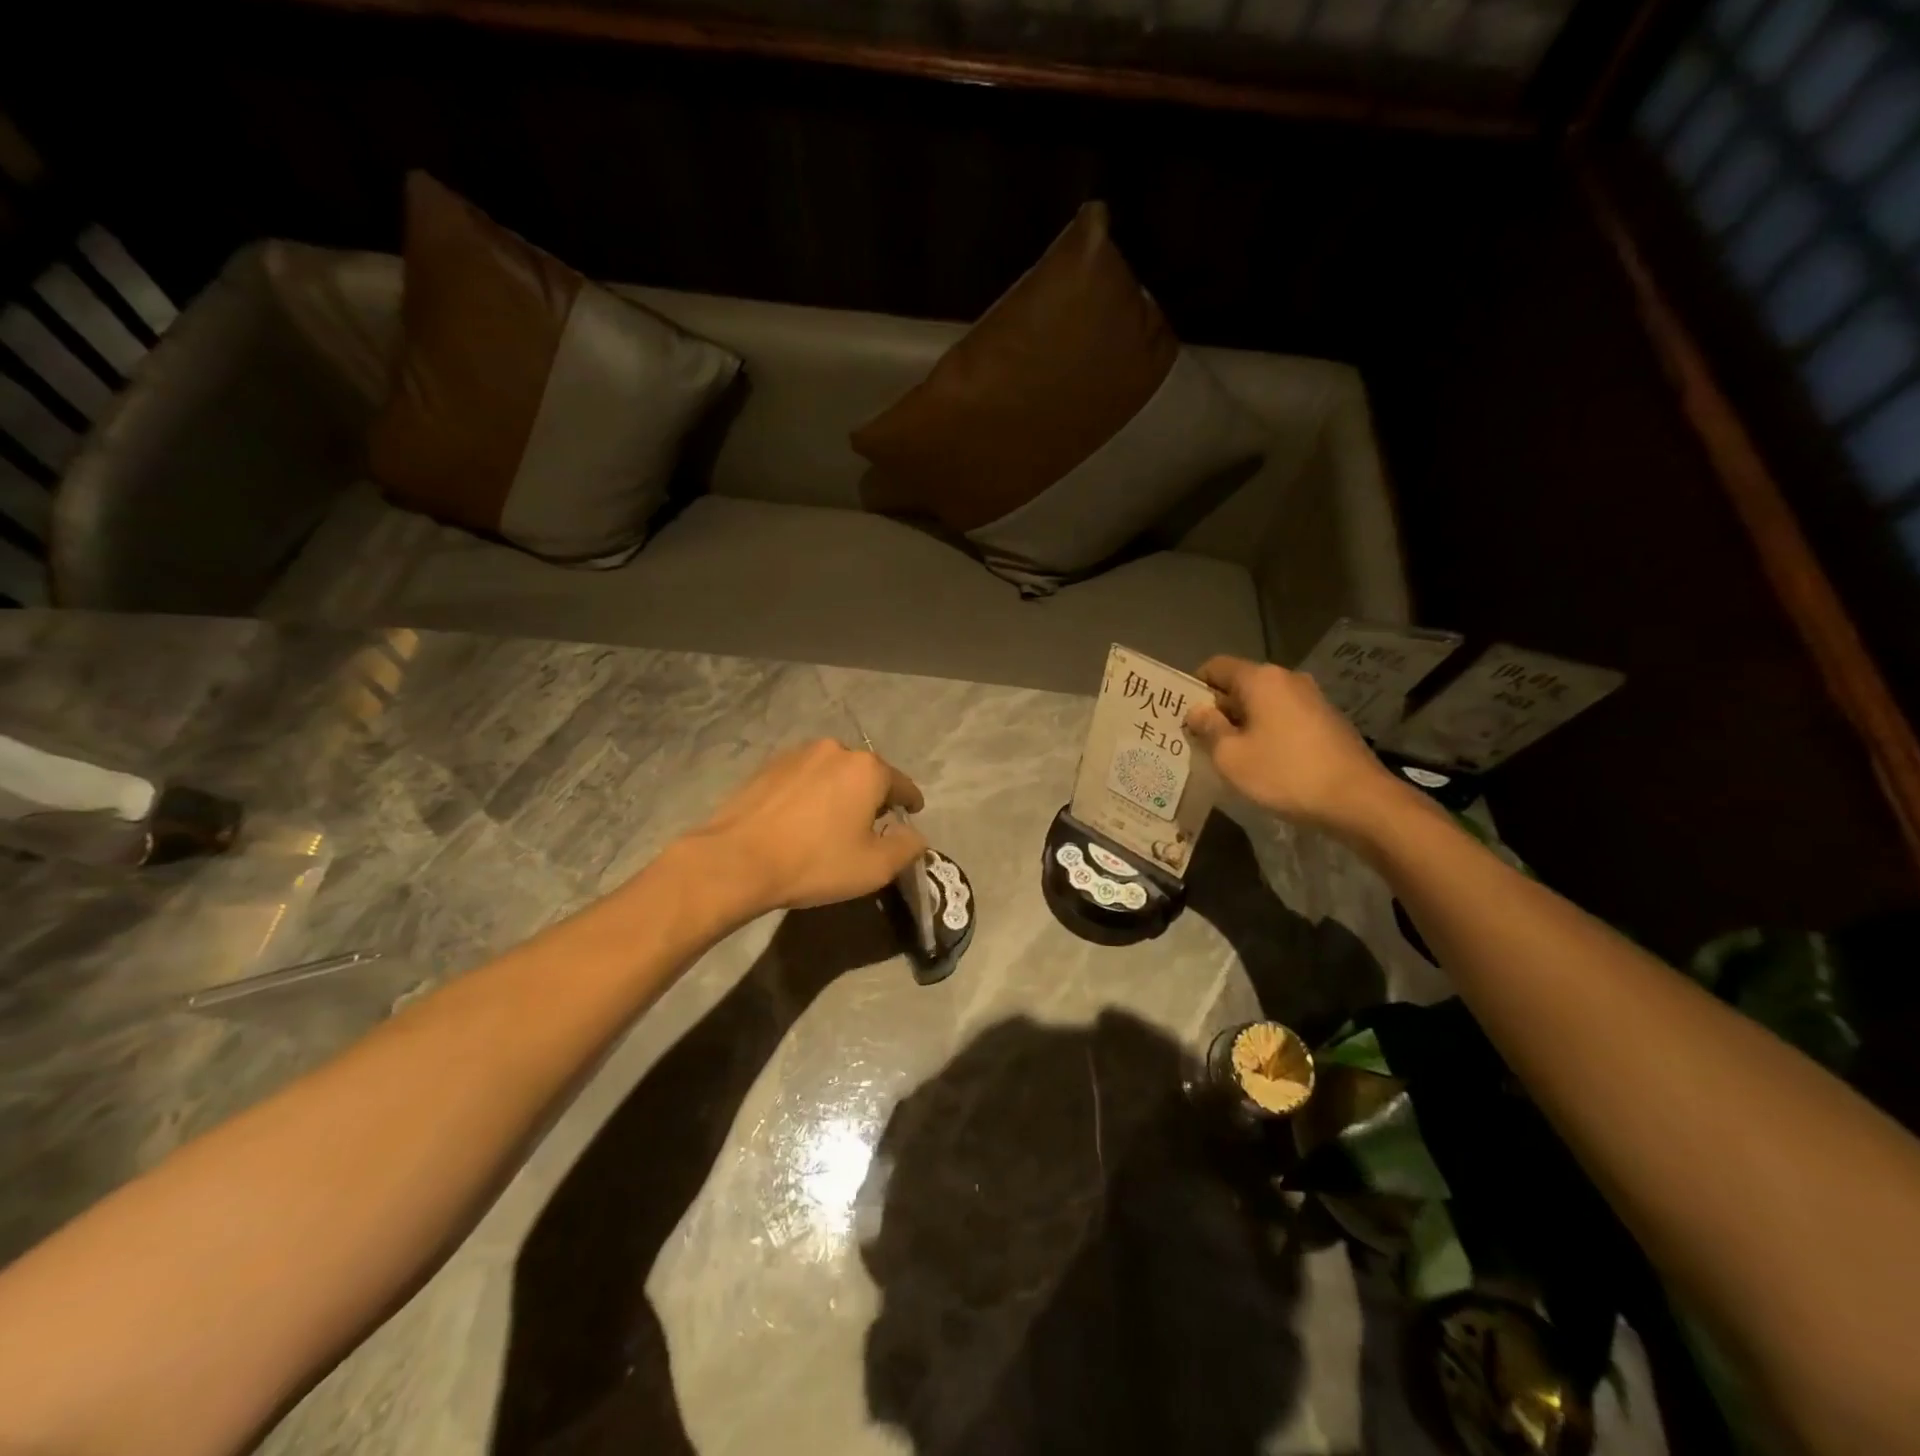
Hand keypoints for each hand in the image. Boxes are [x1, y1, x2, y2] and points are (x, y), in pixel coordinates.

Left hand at [681, 739, 928, 917]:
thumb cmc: (815, 862)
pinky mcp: (768, 766)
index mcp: (867, 769)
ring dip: (839, 792)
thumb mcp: (874, 867)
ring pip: (833, 773)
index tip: (912, 814)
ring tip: (832, 822)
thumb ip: (907, 847)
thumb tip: (915, 835)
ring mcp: (798, 754)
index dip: (910, 802)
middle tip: (869, 826)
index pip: (902, 785)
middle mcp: (836, 750)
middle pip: (866, 774)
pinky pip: (803, 778)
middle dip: (872, 796)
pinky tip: (800, 819)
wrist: (737, 861)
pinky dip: (810, 793)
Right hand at [1185, 656, 1400, 835]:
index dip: (1194, 687)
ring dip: (1242, 723)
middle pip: (1240, 685)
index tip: (1182, 715)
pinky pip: (1284, 718)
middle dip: (1217, 709)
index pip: (1216, 667)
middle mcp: (1288, 679)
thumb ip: (1208, 728)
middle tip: (1198, 739)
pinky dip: (1267, 732)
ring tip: (1228, 753)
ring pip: (1263, 703)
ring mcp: (1312, 699)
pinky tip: (1262, 761)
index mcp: (1261, 679)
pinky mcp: (1327, 721)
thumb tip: (1197, 711)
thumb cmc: (1284, 773)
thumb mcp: (1231, 756)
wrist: (1358, 800)